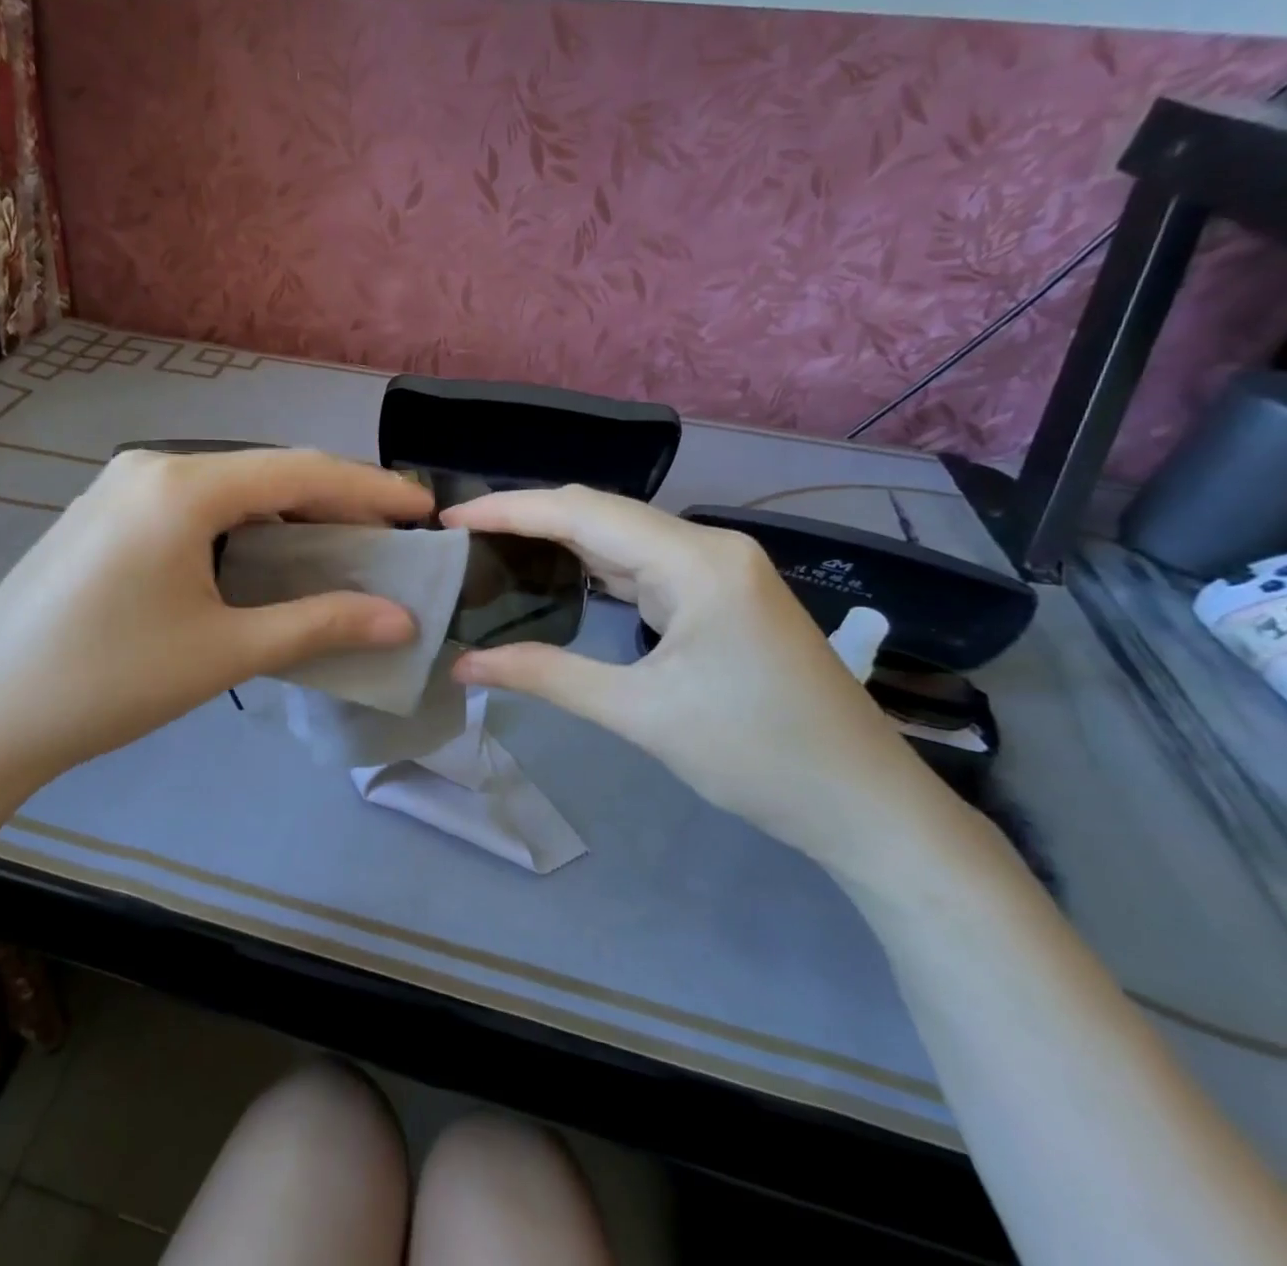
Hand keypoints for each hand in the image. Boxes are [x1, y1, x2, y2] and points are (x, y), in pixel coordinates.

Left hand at [0, 448, 432, 833]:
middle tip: (387, 535)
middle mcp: (150, 468)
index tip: (424, 508)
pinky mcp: (100, 516)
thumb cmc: (110, 682)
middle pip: (264, 473)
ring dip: (285, 515)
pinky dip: (240, 526)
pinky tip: (260, 558)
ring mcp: (117, 488)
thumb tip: (402, 620)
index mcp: (182, 486)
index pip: (301, 472)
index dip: (371, 489)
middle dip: (332, 501)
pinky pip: (191, 507)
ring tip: (335, 548)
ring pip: (227, 490)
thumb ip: (319, 625)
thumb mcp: (224, 651)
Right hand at [443, 486, 954, 873]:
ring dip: (555, 540)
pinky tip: (552, 574)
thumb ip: (546, 676)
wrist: (867, 805)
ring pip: (619, 537)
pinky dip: (590, 566)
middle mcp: (708, 547)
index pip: (583, 512)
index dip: (508, 510)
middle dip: (525, 519)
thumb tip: (463, 666)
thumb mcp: (640, 715)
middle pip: (600, 513)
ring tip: (489, 549)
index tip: (449, 521)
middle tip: (458, 537)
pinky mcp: (719, 595)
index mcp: (697, 561)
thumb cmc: (758, 756)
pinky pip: (641, 564)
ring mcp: (718, 570)